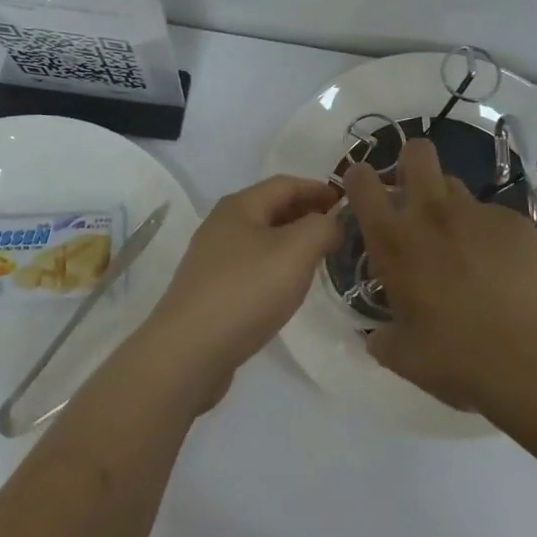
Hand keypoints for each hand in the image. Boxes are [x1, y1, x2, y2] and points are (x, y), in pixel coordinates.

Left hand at [143, 175, 342, 404]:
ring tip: (320, 258)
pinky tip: (288, 287)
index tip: (348, 202)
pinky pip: (252, 267)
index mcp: (240, 206)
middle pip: (272, 208)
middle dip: (306, 214)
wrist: (189, 352)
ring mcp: (213, 259)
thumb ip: (322, 228)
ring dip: (292, 242)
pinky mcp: (211, 291)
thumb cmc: (246, 291)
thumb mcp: (296, 251)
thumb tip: (333, 222)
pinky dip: (276, 266)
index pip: (286, 184)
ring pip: (262, 239)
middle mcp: (222, 225)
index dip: (319, 189)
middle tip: (339, 230)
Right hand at [344, 139, 536, 411]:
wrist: (529, 359)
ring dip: (450, 206)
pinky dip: (491, 235)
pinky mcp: (516, 222)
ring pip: (456, 185)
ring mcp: (477, 213)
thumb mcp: (402, 355)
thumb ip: (382, 336)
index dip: (359, 177)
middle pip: (418, 153)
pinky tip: (502, 269)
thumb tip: (377, 335)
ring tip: (462, 244)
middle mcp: (431, 213)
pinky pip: (494, 216)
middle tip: (415, 196)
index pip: (362, 182)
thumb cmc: (454, 357)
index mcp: (393, 240)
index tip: (363, 191)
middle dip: (412, 162)